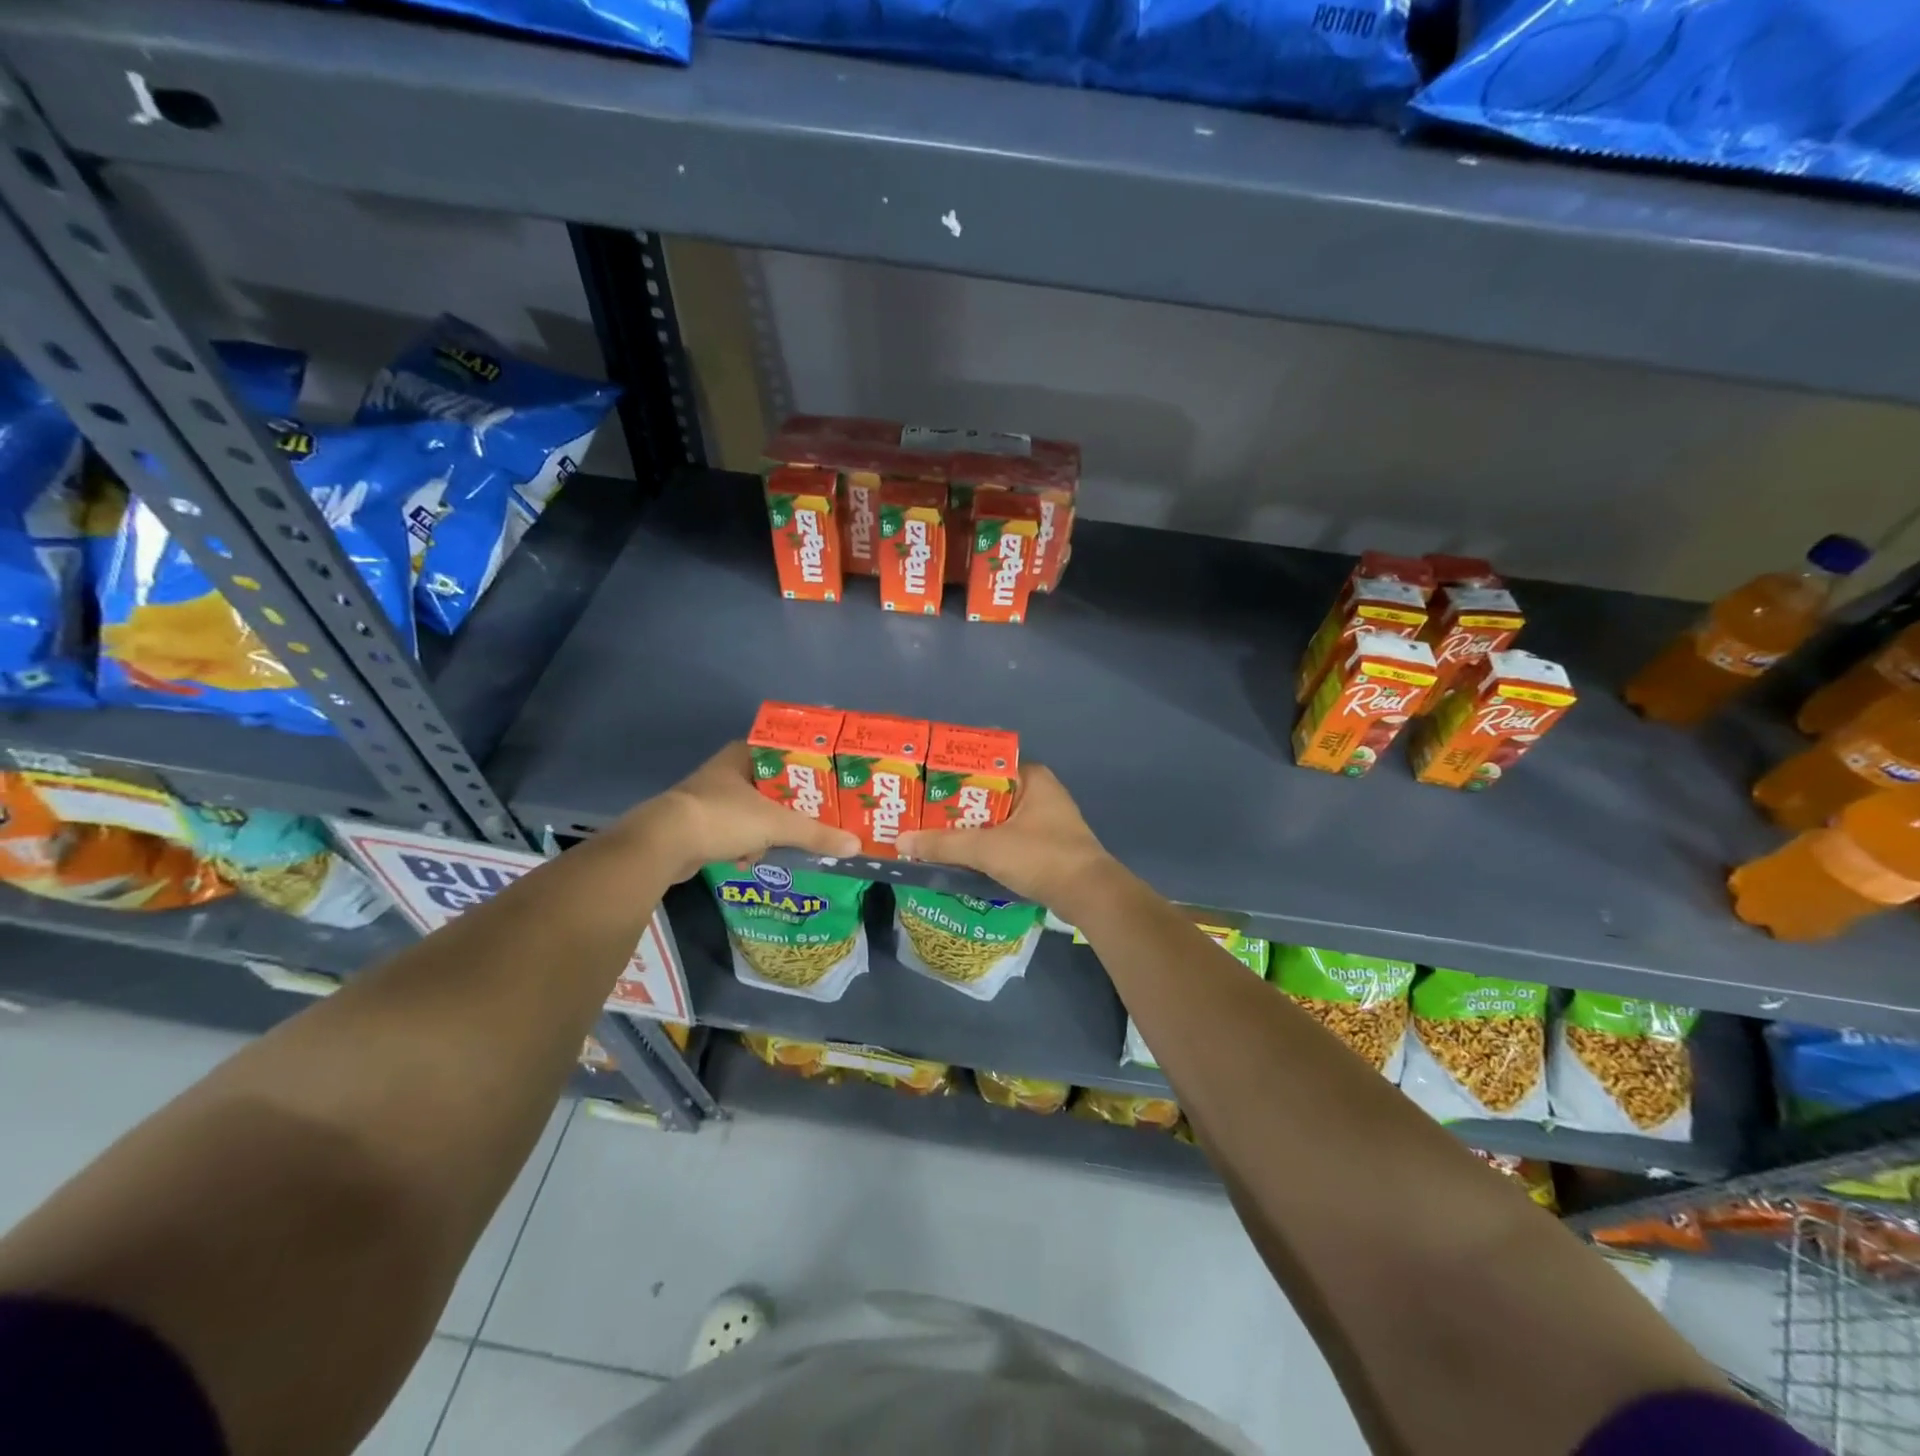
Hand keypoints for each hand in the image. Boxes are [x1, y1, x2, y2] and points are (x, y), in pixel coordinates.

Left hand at [625, 742, 859, 882]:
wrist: (662, 844)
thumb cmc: (723, 817)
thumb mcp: (776, 824)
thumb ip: (816, 834)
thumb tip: (855, 846)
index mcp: (744, 755)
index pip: (787, 753)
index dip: (810, 768)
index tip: (832, 784)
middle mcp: (728, 770)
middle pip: (774, 785)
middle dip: (793, 806)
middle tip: (819, 818)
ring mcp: (711, 797)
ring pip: (755, 810)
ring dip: (769, 829)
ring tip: (784, 844)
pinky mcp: (700, 823)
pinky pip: (736, 831)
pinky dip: (746, 844)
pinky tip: (751, 858)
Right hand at [896, 765, 1119, 913]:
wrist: (1090, 896)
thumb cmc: (1041, 857)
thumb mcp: (987, 848)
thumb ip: (943, 844)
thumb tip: (900, 840)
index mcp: (1032, 777)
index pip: (985, 764)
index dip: (953, 772)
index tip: (923, 782)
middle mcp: (1040, 792)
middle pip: (987, 793)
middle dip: (955, 804)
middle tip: (918, 810)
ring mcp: (1045, 821)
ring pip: (996, 818)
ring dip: (969, 827)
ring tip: (930, 833)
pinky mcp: (1045, 847)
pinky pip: (1006, 838)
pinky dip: (985, 845)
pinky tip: (959, 855)